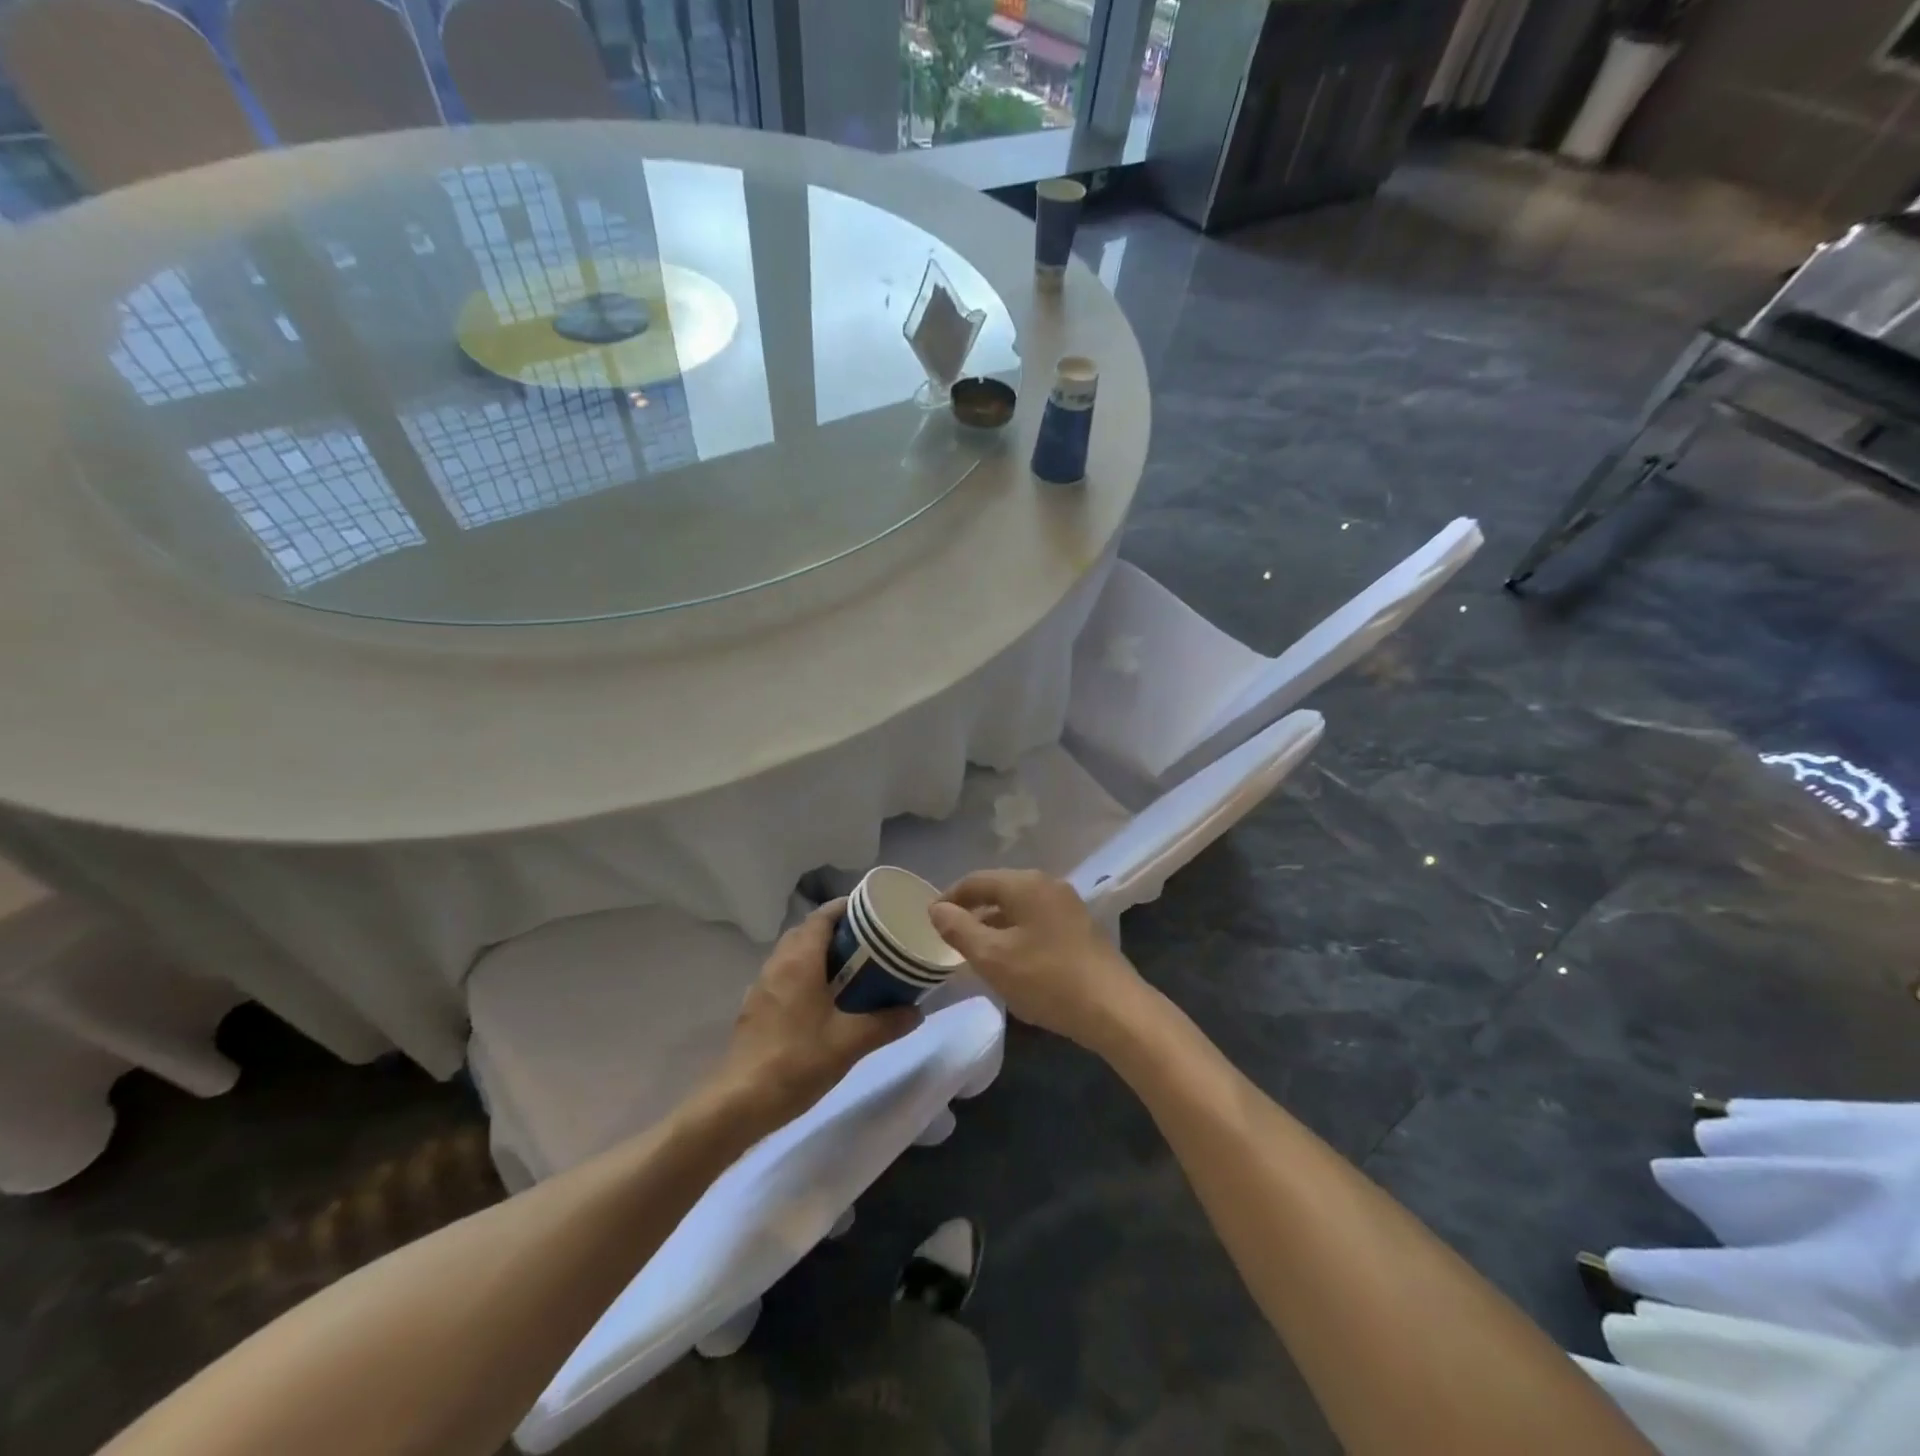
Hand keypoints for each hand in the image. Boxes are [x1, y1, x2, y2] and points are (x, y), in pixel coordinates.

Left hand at [705, 900, 919, 1132]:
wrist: (740, 1102)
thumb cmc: (797, 1062)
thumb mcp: (850, 1043)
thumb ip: (886, 1023)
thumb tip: (917, 1011)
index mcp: (799, 960)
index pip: (822, 915)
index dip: (847, 907)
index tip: (874, 911)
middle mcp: (778, 963)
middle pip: (808, 931)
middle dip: (837, 930)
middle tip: (870, 942)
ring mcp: (762, 986)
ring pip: (794, 954)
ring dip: (820, 953)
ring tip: (852, 969)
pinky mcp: (755, 1008)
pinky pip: (784, 976)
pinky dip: (805, 974)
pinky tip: (823, 1001)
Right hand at [928, 870, 1144, 1049]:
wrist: (1114, 1009)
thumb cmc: (1046, 979)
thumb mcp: (992, 957)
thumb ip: (959, 929)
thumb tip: (937, 909)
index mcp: (1025, 884)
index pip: (976, 880)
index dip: (949, 898)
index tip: (930, 920)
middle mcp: (1048, 885)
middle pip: (999, 891)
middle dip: (972, 912)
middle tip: (950, 937)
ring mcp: (1068, 906)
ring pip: (1019, 908)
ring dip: (994, 926)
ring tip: (975, 953)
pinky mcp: (1080, 928)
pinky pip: (1036, 922)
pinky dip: (1016, 935)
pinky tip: (1010, 961)